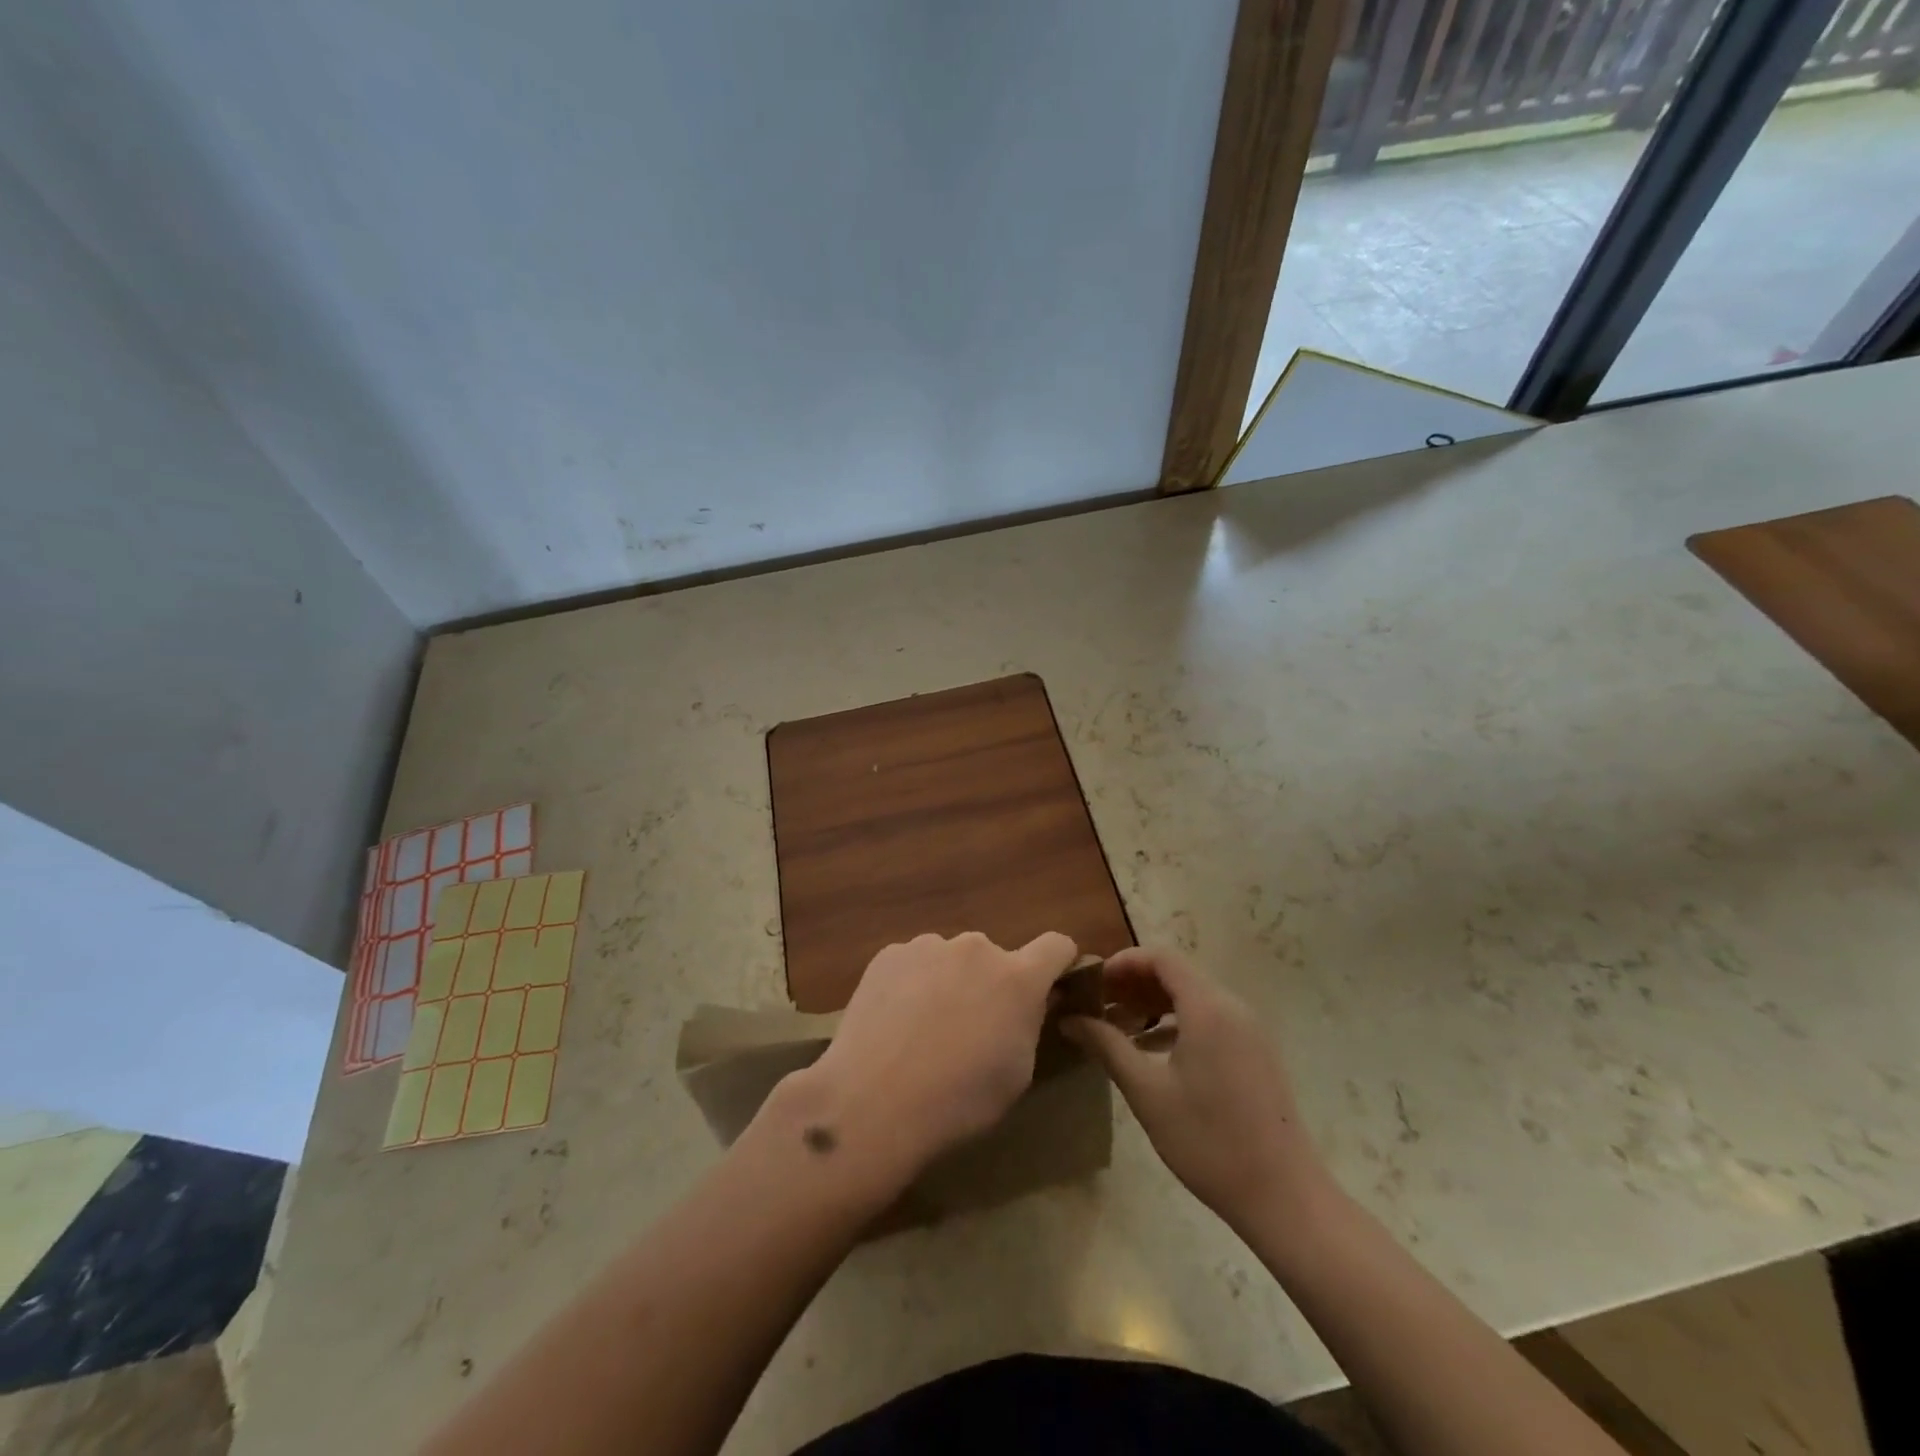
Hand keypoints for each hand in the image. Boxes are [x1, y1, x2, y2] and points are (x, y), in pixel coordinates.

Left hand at [799, 930, 1079, 1189]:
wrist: (873, 1101)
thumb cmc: (959, 1099)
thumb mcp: (1016, 1073)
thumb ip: (1029, 1024)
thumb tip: (1033, 1002)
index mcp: (1017, 978)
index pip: (1056, 946)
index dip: (1059, 962)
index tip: (1051, 985)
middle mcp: (976, 948)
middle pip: (995, 958)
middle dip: (991, 984)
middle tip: (970, 1027)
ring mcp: (929, 946)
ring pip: (951, 959)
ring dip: (950, 981)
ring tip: (923, 1029)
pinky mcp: (890, 954)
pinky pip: (913, 963)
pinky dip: (912, 984)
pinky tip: (893, 1023)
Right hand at [1066, 946, 1326, 1233]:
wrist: (1284, 1196)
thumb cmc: (1209, 1140)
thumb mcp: (1147, 1092)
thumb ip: (1107, 1046)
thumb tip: (1069, 1019)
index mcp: (1207, 1007)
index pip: (1161, 958)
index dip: (1123, 962)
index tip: (1091, 983)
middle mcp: (1232, 1007)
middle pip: (1177, 974)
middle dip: (1133, 984)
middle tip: (1096, 1006)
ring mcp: (1248, 1030)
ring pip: (1193, 998)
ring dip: (1153, 1004)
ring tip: (1116, 1028)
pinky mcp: (1255, 1053)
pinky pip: (1209, 1020)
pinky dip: (1176, 1023)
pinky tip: (1151, 1051)